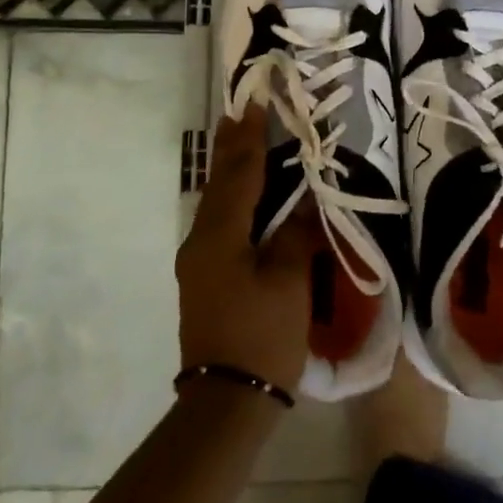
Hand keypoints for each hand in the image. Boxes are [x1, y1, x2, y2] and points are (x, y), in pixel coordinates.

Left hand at [176, 105, 311, 395]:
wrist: (226, 401)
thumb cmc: (261, 336)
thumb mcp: (288, 284)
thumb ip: (295, 236)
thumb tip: (304, 204)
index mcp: (220, 235)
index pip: (240, 172)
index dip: (250, 135)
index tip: (254, 100)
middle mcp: (201, 239)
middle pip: (219, 181)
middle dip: (231, 145)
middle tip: (240, 109)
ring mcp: (198, 259)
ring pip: (216, 201)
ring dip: (230, 169)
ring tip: (241, 140)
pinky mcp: (204, 276)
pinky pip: (219, 221)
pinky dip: (232, 197)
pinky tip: (244, 195)